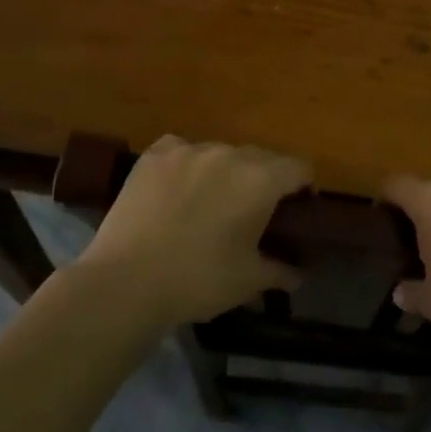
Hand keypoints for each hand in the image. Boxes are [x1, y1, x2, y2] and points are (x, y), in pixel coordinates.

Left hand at [81, 136, 307, 327]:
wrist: (127, 280)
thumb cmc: (198, 281)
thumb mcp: (248, 281)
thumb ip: (280, 271)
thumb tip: (299, 275)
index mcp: (260, 180)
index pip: (298, 167)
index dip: (303, 186)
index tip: (298, 208)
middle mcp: (228, 154)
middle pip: (261, 157)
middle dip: (264, 179)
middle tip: (254, 211)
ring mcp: (188, 150)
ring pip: (220, 153)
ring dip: (225, 172)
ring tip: (210, 201)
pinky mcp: (154, 155)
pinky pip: (181, 150)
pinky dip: (186, 164)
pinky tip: (176, 188)